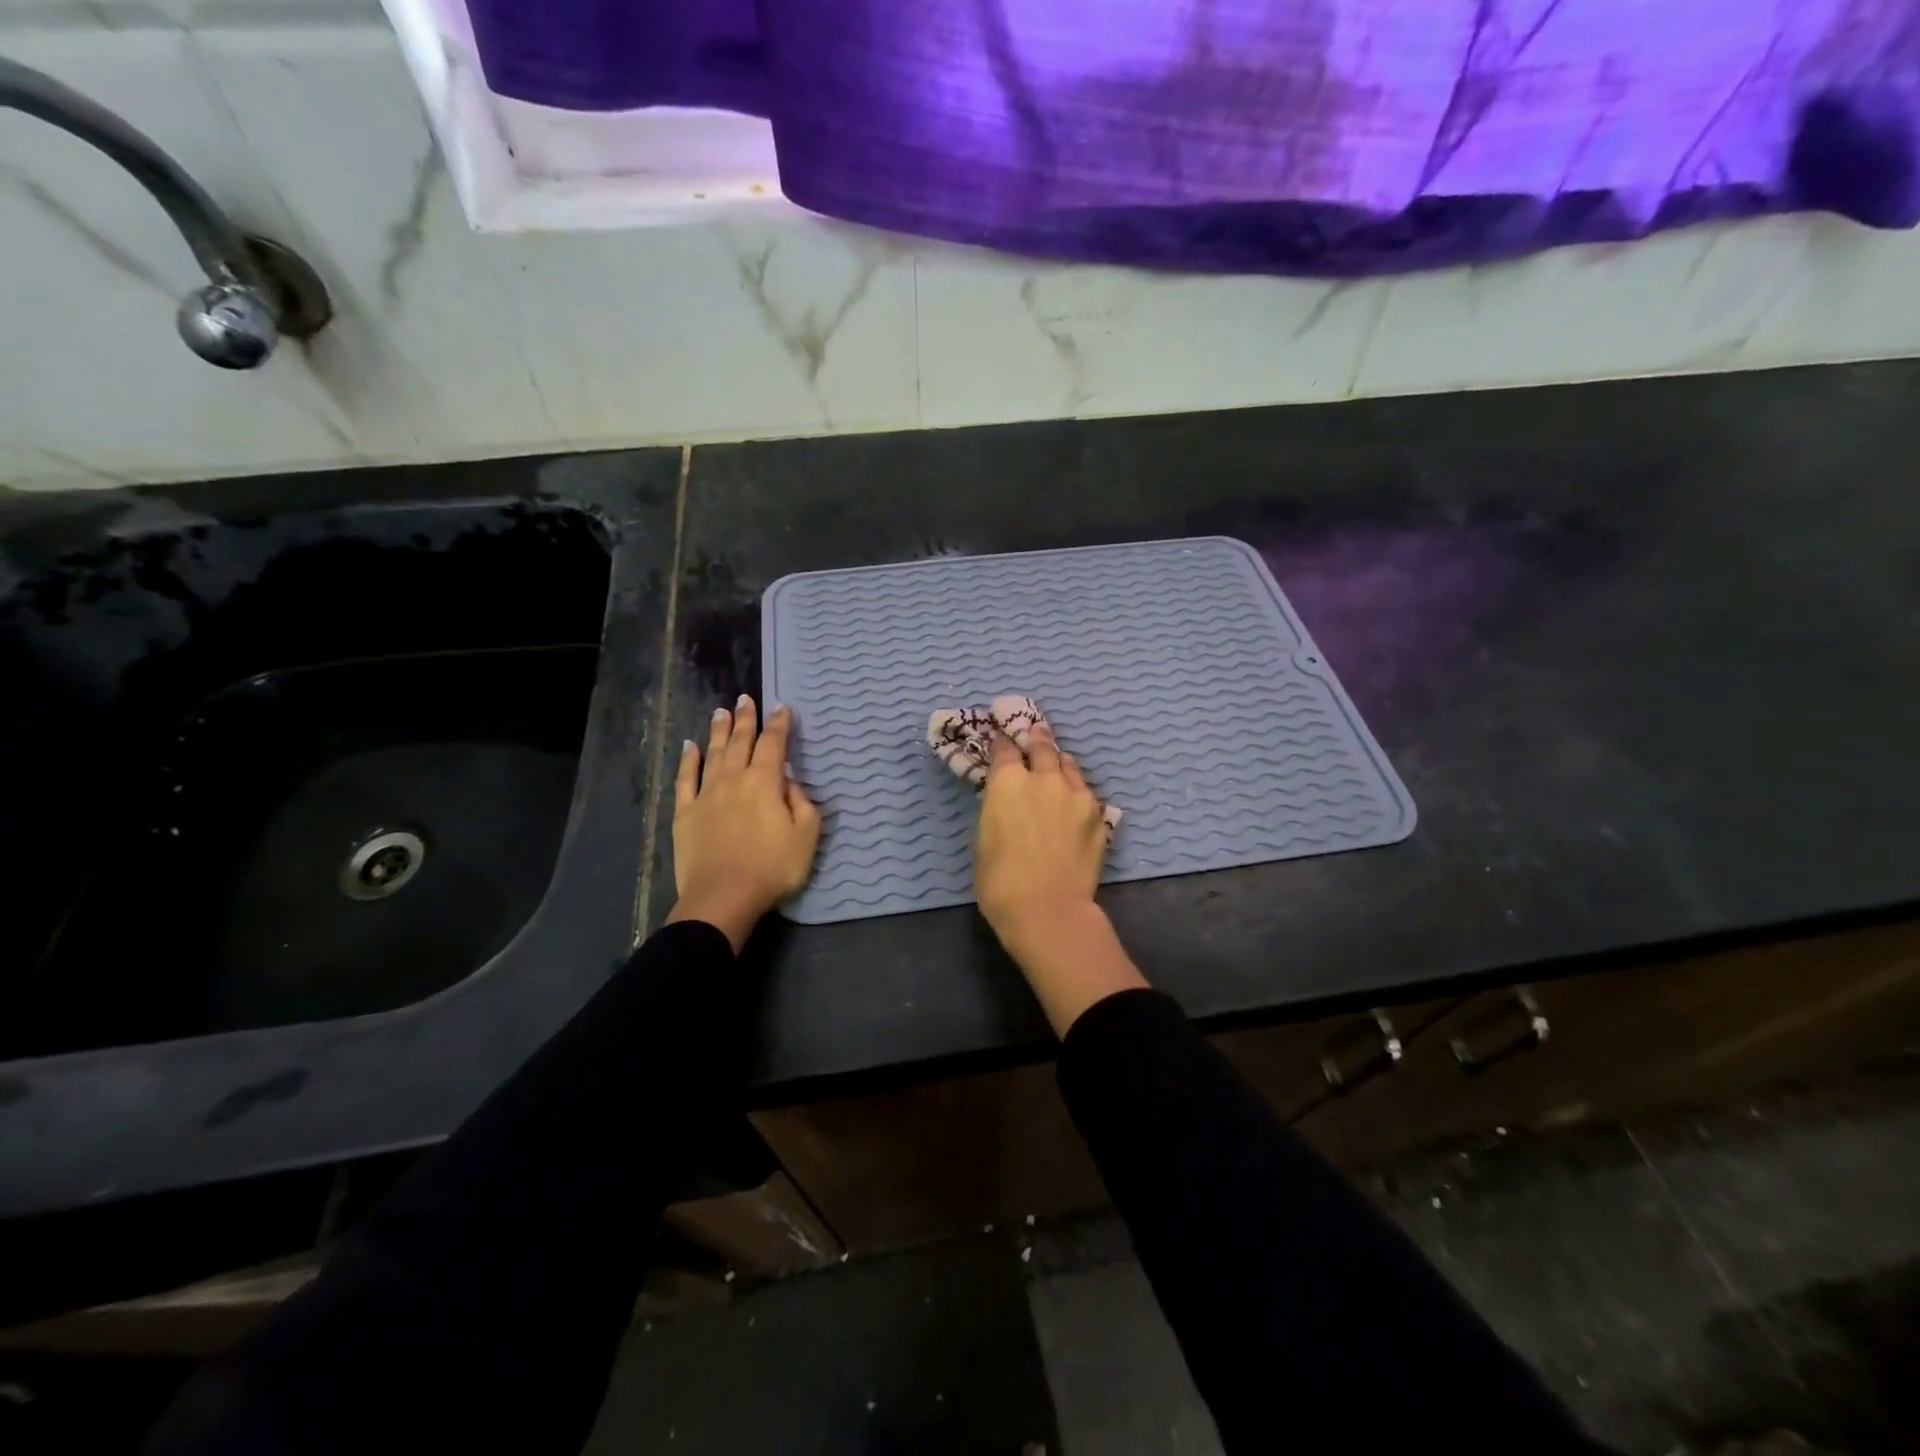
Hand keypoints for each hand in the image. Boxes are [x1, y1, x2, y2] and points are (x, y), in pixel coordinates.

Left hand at [667, 696, 820, 952]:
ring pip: (713, 753)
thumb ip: (802, 803)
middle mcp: (735, 779)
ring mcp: (706, 794)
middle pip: (740, 741)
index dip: (779, 724)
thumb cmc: (773, 868)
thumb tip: (789, 781)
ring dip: (718, 731)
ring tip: (721, 711)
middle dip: (746, 719)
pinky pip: (685, 779)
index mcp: (766, 782)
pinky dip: (688, 760)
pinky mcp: (685, 812)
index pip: (774, 744)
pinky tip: (689, 746)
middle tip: (746, 699)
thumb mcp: (807, 836)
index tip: (782, 707)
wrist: (723, 897)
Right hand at [975, 719, 1147, 1033]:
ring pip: (1068, 765)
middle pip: (1042, 747)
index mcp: (1007, 782)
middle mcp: (1043, 777)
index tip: (1002, 741)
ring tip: (1058, 763)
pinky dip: (1077, 790)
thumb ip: (997, 810)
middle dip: (1036, 739)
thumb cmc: (1000, 881)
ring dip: (1060, 762)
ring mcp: (1075, 793)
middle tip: (1036, 732)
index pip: (1004, 750)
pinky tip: (1074, 799)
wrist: (1048, 908)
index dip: (1003, 744)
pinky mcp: (1097, 813)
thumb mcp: (984, 838)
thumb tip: (1007, 803)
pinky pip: (1085, 791)